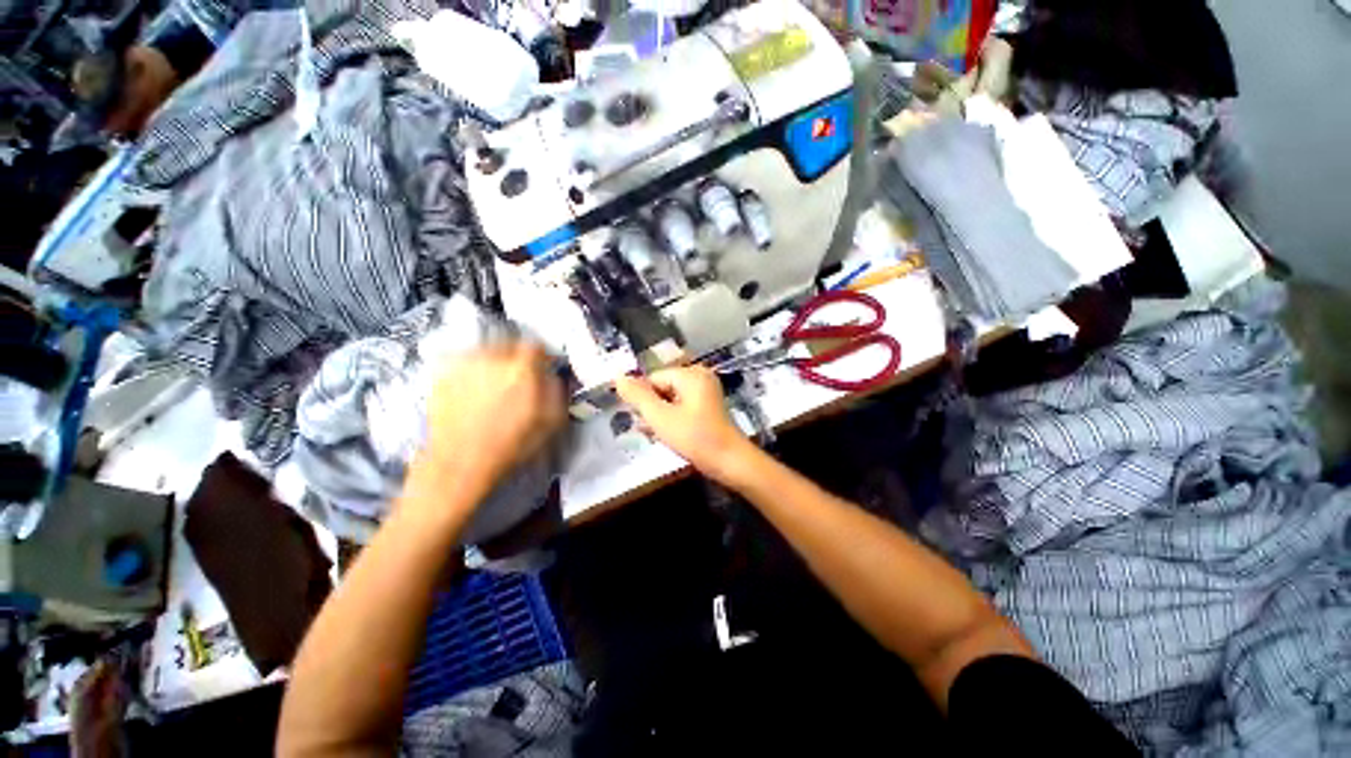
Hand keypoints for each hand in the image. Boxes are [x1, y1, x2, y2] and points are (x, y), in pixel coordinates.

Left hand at [412, 343, 564, 504]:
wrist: (460, 463)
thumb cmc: (508, 446)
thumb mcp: (550, 422)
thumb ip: (557, 391)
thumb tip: (555, 375)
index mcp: (521, 369)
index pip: (536, 346)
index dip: (542, 356)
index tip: (541, 366)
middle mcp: (492, 359)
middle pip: (510, 345)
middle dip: (517, 359)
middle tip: (518, 379)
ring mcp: (464, 364)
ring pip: (486, 352)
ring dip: (494, 364)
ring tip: (495, 386)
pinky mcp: (442, 373)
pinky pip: (464, 362)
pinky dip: (472, 371)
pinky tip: (474, 391)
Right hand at [615, 366, 756, 486]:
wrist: (730, 461)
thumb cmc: (695, 437)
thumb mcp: (661, 417)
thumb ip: (638, 397)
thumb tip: (618, 377)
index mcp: (690, 374)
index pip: (652, 378)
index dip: (643, 399)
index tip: (642, 420)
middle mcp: (699, 376)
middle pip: (662, 387)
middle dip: (652, 408)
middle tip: (649, 430)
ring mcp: (705, 391)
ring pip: (670, 398)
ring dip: (660, 416)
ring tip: (657, 434)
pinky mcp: (707, 406)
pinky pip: (682, 406)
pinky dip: (673, 418)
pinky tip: (667, 434)